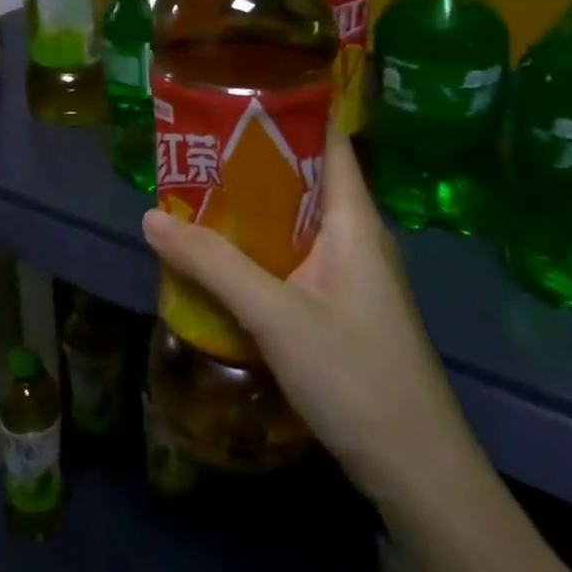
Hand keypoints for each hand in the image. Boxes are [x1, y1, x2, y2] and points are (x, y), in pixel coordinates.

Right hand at [141, 131, 475, 507]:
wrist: (421, 476)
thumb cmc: (357, 377)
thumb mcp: (275, 315)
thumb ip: (212, 263)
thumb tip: (150, 216)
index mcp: (353, 219)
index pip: (328, 141)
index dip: (288, 111)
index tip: (237, 95)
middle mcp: (356, 236)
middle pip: (303, 178)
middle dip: (251, 160)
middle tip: (196, 146)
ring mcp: (352, 274)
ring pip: (296, 221)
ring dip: (251, 207)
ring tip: (196, 192)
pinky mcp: (343, 306)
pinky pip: (295, 257)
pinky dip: (259, 246)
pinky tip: (221, 257)